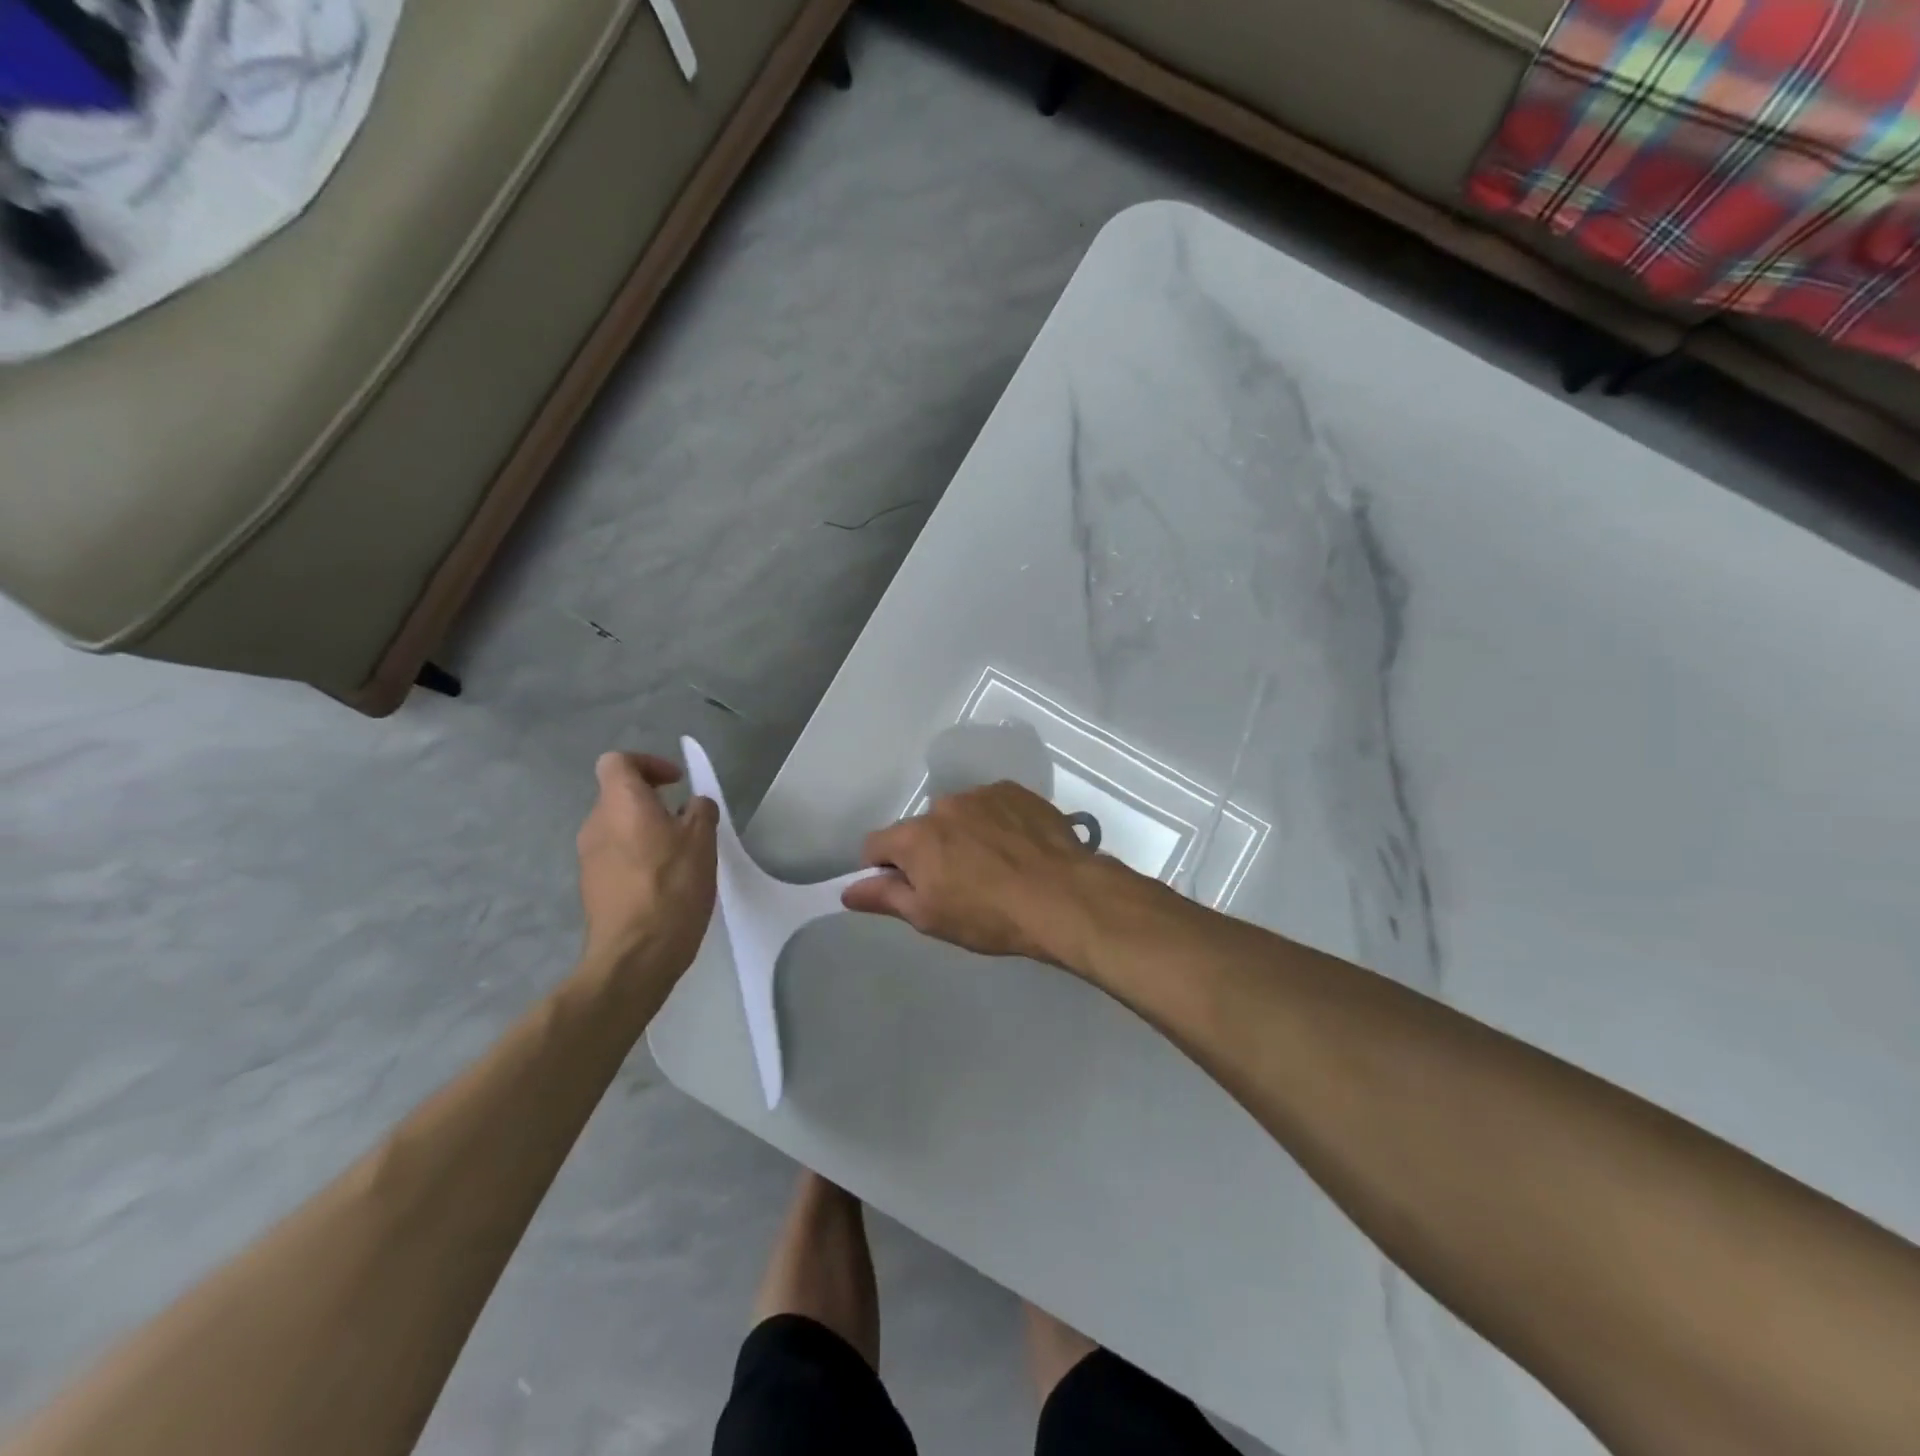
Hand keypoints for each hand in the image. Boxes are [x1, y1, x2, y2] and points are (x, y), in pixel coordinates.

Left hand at [576, 752, 717, 983]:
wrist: (635, 955)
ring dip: (646, 831)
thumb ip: (700, 811)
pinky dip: (638, 857)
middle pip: (619, 796)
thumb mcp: (702, 841)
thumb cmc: (672, 886)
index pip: (618, 761)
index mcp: (620, 803)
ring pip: (619, 828)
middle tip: (687, 822)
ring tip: (680, 855)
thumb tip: (693, 805)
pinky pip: (616, 857)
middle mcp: (596, 824)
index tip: (676, 783)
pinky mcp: (592, 886)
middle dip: (653, 801)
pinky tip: (664, 883)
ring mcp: (588, 858)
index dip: (648, 764)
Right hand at [841, 782, 1109, 965]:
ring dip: (965, 834)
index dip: (883, 868)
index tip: (905, 888)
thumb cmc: (989, 916)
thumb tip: (847, 890)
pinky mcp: (1016, 792)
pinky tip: (1018, 849)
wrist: (1062, 896)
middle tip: (959, 883)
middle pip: (922, 828)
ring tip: (996, 865)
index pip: (875, 844)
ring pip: (959, 814)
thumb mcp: (930, 917)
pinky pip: (993, 805)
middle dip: (931, 851)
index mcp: (915, 837)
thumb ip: (885, 897)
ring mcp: (982, 794)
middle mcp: (944, 805)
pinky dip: (996, 822)